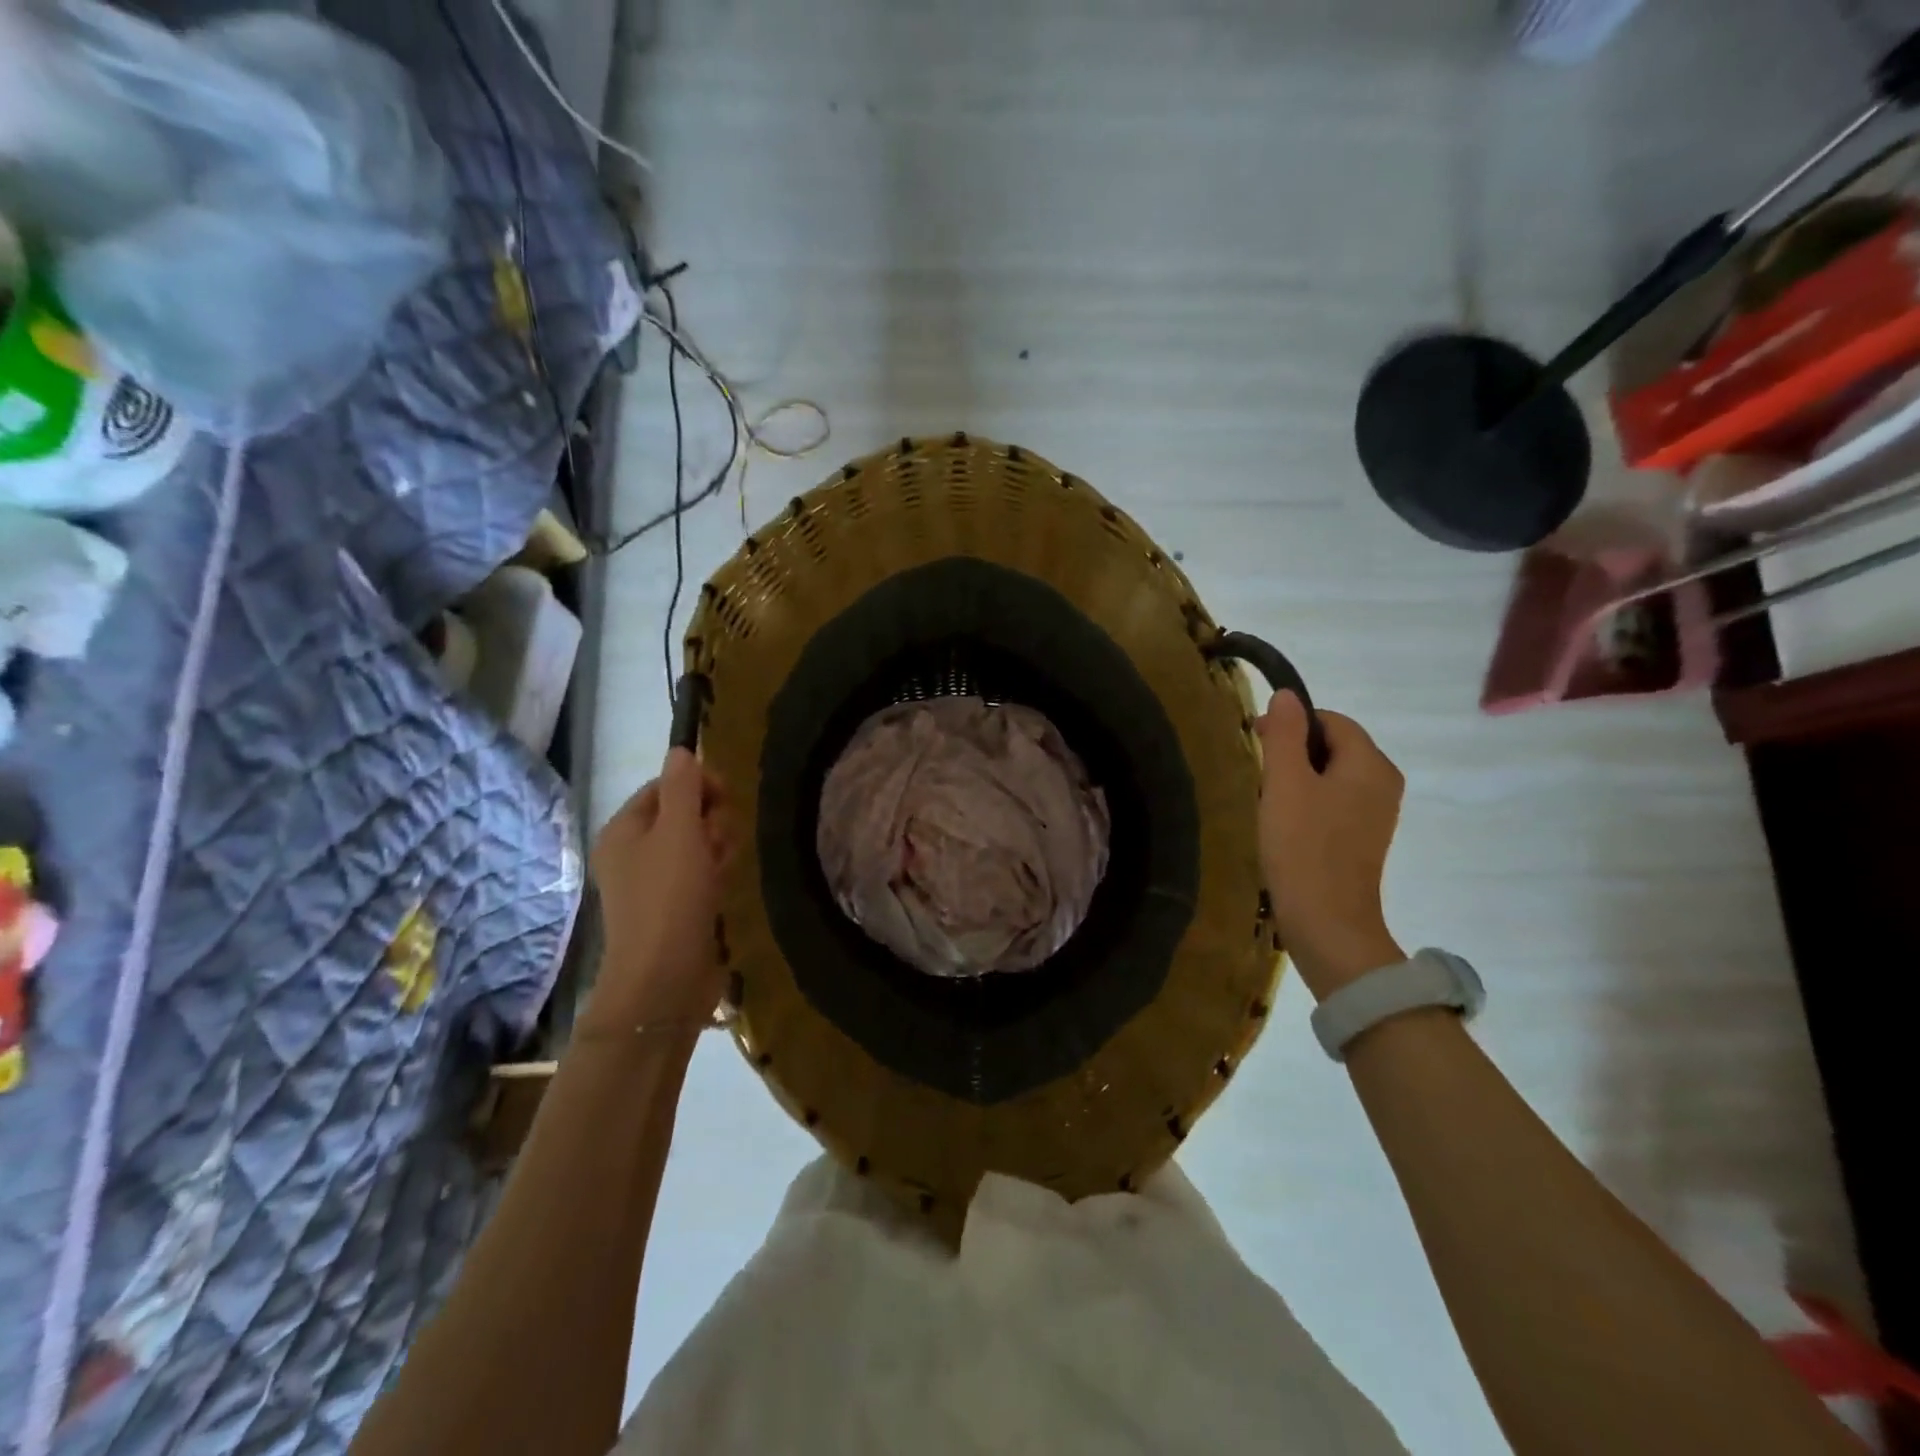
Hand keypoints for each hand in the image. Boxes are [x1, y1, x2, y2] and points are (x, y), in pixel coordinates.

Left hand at [585, 748, 733, 1029]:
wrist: (665, 977)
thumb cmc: (670, 895)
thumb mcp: (679, 830)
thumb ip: (683, 787)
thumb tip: (681, 750)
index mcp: (623, 829)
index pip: (664, 786)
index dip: (697, 785)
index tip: (725, 798)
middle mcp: (633, 852)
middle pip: (684, 814)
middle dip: (710, 822)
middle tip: (716, 844)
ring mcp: (653, 882)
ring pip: (697, 844)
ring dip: (717, 849)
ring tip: (720, 870)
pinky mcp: (675, 906)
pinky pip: (701, 873)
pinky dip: (715, 874)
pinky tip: (721, 888)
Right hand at [1255, 691, 1405, 999]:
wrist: (1327, 922)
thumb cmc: (1303, 847)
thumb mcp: (1285, 783)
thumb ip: (1284, 735)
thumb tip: (1287, 696)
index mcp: (1371, 764)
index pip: (1331, 720)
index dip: (1291, 724)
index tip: (1256, 741)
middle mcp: (1383, 783)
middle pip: (1334, 746)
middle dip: (1293, 752)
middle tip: (1259, 775)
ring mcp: (1378, 814)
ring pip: (1332, 775)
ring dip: (1298, 779)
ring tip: (1268, 801)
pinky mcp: (1365, 839)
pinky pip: (1336, 802)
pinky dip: (1309, 803)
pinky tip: (1285, 825)